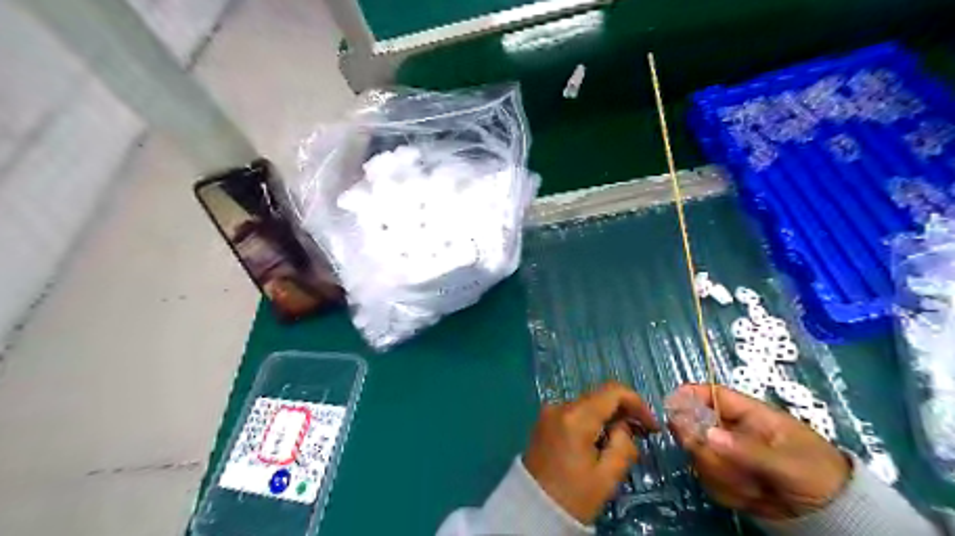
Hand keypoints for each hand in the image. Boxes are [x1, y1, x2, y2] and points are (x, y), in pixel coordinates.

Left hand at [520, 381, 660, 522]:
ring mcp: (549, 412)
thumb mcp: (607, 477)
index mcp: (575, 417)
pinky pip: (574, 413)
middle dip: (623, 412)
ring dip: (607, 418)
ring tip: (620, 443)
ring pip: (587, 405)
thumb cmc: (572, 496)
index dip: (637, 403)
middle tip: (641, 435)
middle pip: (599, 397)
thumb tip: (624, 427)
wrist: (532, 510)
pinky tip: (599, 442)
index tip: (651, 426)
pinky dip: (590, 422)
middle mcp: (559, 406)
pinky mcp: (544, 421)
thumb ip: (623, 445)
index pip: (612, 391)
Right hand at [665, 384, 845, 518]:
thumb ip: (748, 449)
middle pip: (697, 427)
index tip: (672, 406)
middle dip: (707, 450)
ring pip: (700, 457)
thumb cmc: (819, 477)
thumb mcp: (789, 463)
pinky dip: (727, 493)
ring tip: (756, 488)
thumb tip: (707, 434)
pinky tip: (752, 498)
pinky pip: (709, 480)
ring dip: (723, 476)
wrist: (836, 518)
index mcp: (750, 415)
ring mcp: (728, 454)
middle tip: (722, 463)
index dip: (689, 395)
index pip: (712, 394)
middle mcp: (733, 431)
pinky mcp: (727, 477)